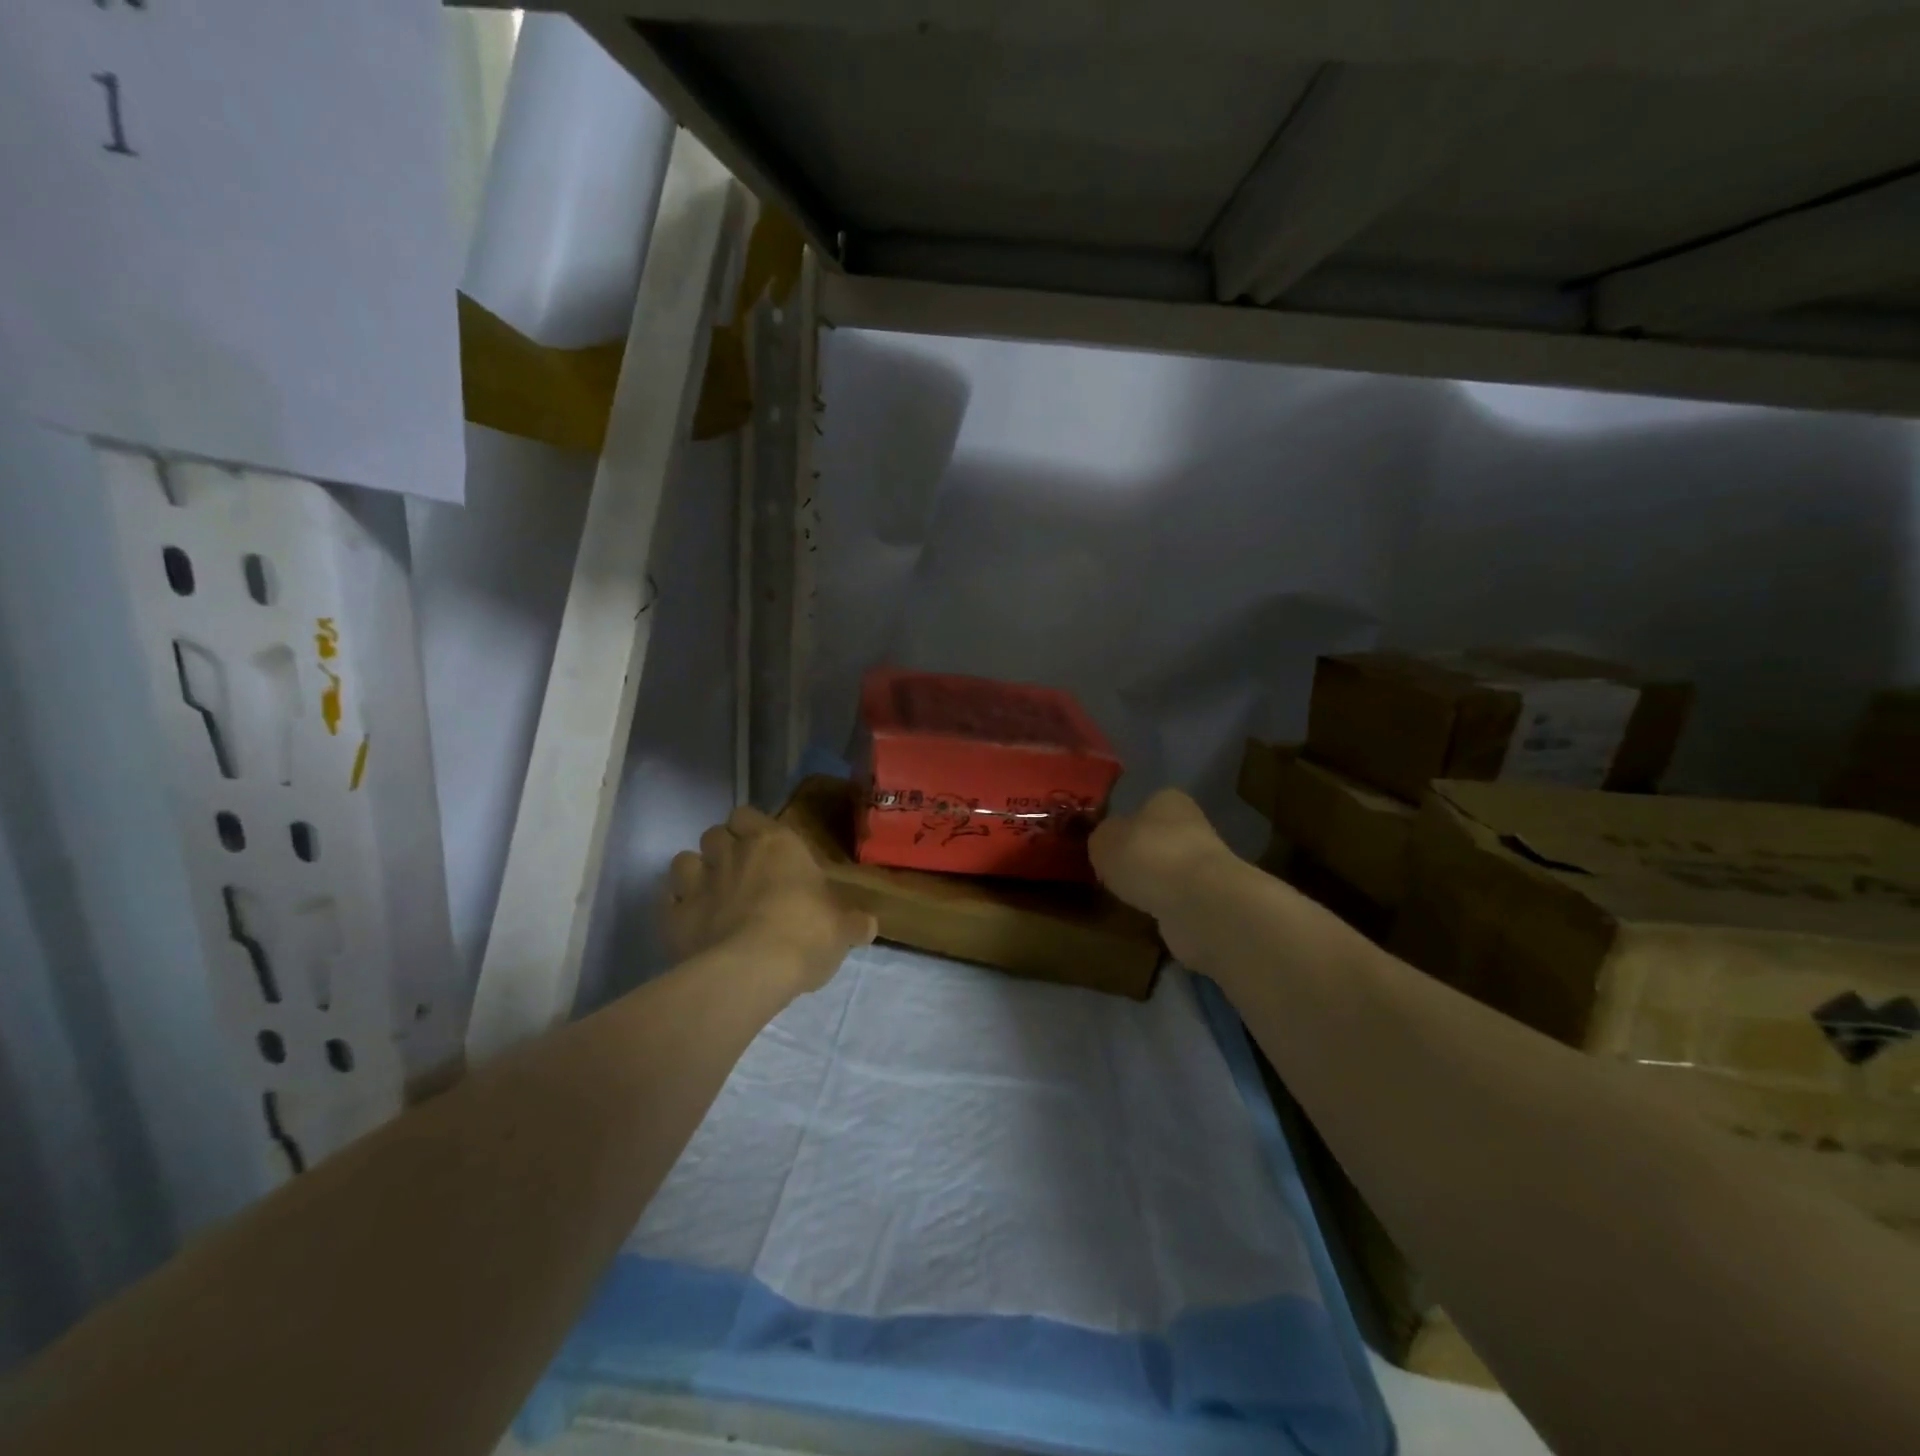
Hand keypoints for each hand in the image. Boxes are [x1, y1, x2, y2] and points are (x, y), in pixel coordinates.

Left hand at [667, 806, 876, 991]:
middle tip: (740, 873)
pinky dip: (678, 908)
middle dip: (723, 848)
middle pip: (714, 834)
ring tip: (711, 894)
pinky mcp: (674, 917)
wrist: (752, 970)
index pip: (748, 814)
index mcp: (775, 843)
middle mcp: (733, 853)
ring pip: (684, 860)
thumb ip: (853, 922)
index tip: (764, 848)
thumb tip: (868, 925)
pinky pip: (669, 902)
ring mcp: (698, 883)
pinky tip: (693, 924)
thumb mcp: (842, 929)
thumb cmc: (806, 933)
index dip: (751, 828)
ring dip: (696, 873)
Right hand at [1089, 789, 1238, 966]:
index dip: (1124, 822)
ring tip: (1126, 895)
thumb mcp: (1104, 840)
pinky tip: (1148, 913)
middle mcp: (1192, 826)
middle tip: (1111, 872)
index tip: (1107, 844)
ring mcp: (1204, 865)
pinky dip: (1163, 906)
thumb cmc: (1147, 856)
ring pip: (1168, 870)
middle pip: (1158, 838)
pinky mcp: (1209, 900)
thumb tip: (1105, 845)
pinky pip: (1177, 899)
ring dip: (1152, 882)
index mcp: (1168, 800)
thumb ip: (1101, 838)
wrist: (1197, 902)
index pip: (1145, 804)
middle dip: (1139, 855)